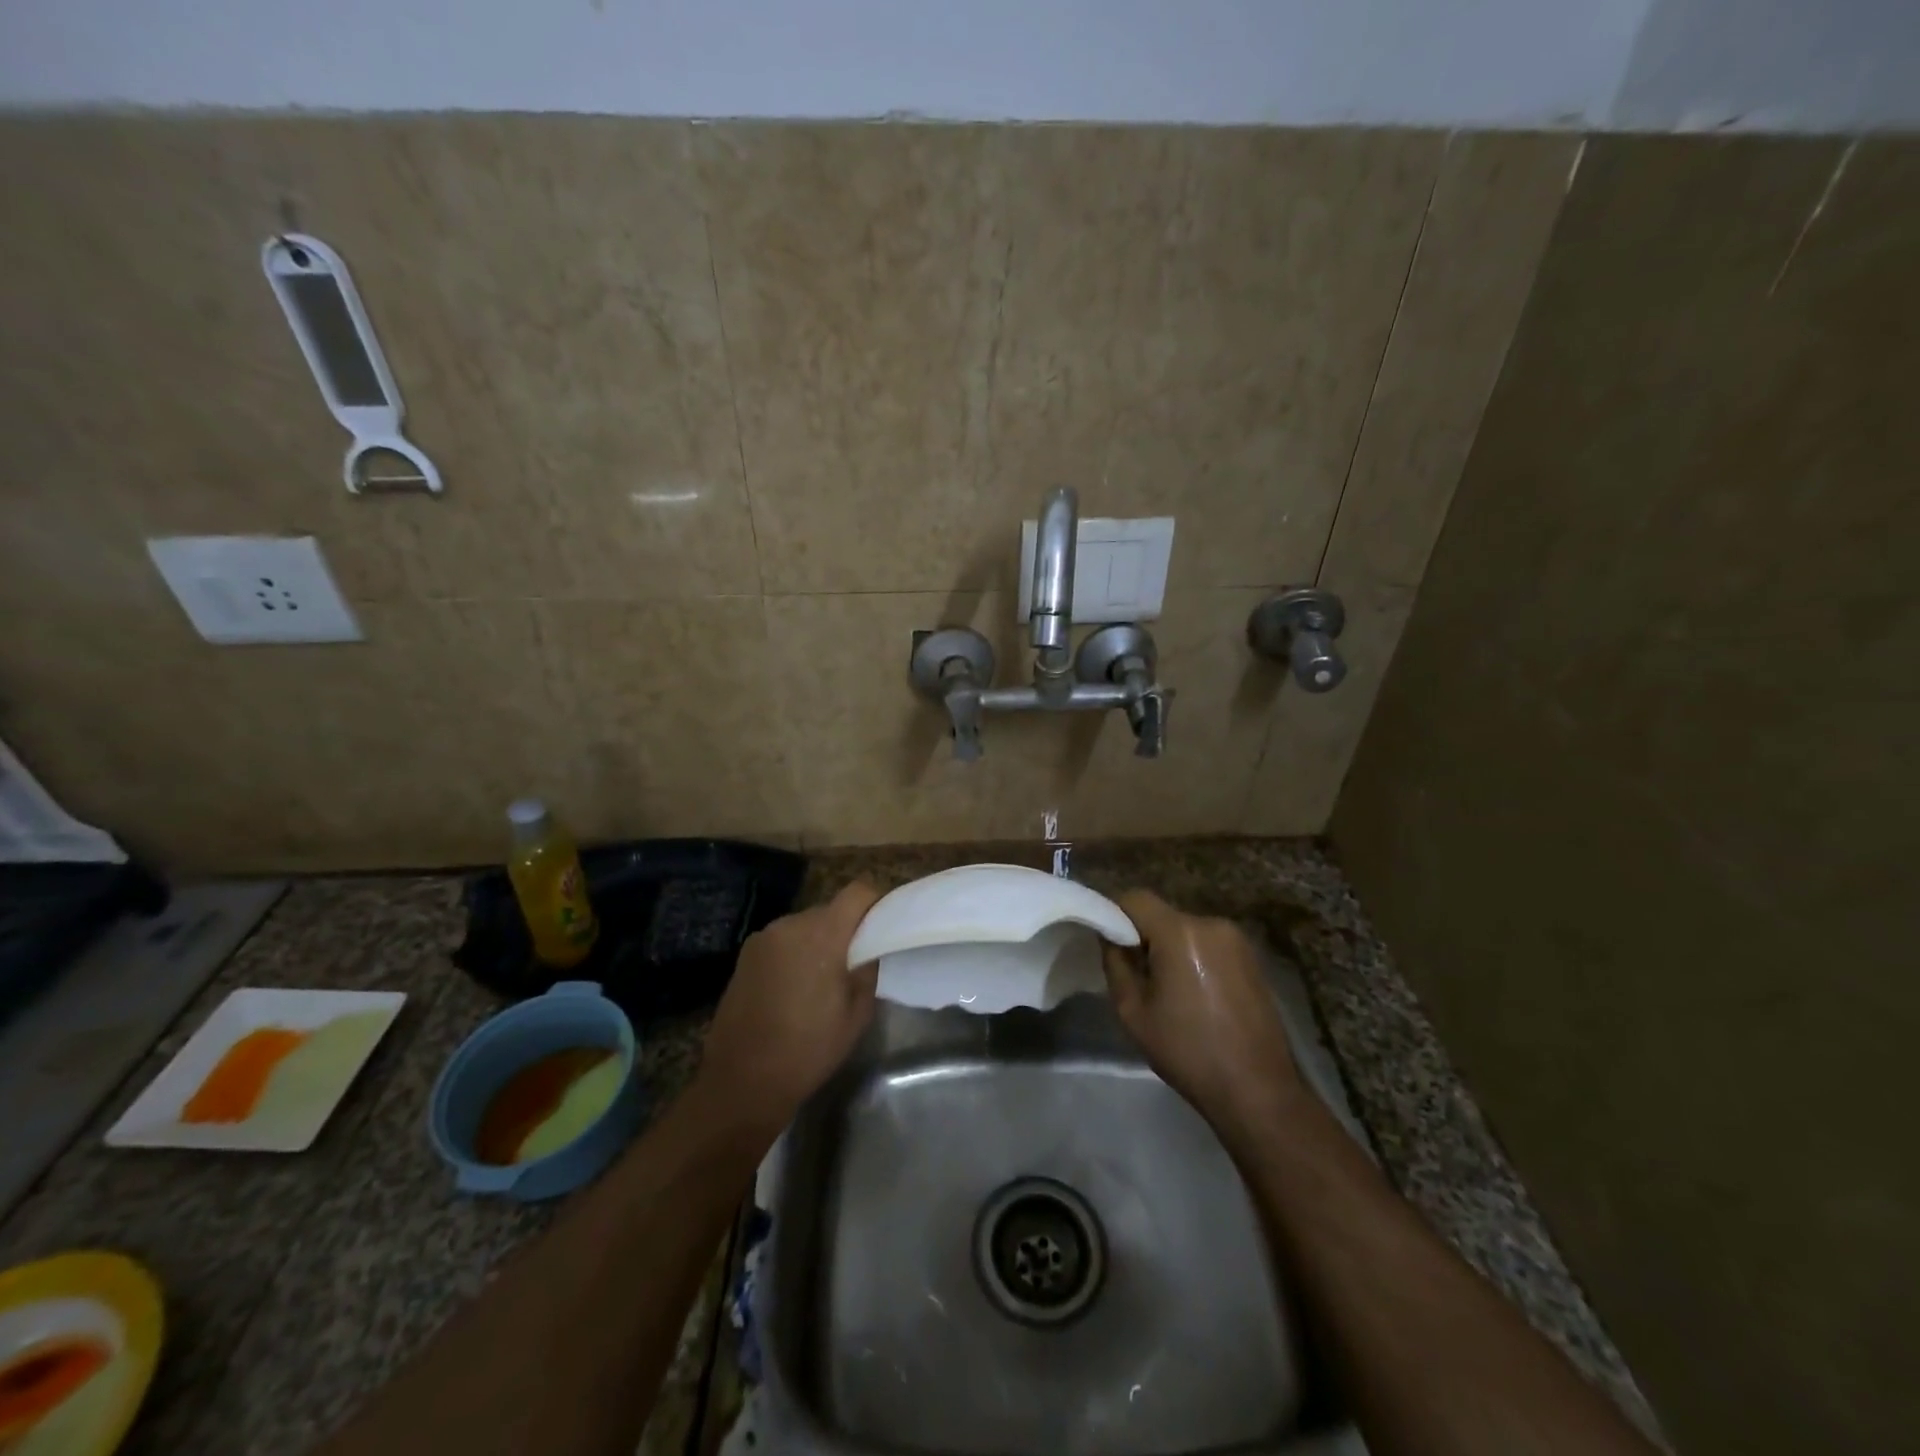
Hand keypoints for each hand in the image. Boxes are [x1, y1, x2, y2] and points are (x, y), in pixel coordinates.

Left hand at [695, 881, 881, 1131]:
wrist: (741, 1081)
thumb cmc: (808, 1049)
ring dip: (818, 943)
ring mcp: (762, 939)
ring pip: (804, 927)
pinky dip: (795, 955)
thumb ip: (868, 970)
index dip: (876, 903)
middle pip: (830, 910)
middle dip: (846, 929)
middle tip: (856, 962)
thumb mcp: (857, 1014)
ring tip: (822, 981)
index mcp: (822, 934)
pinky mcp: (744, 956)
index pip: (858, 892)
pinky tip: (794, 990)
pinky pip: (782, 943)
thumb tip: (870, 949)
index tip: (885, 926)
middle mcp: (790, 925)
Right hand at [1102, 890, 1304, 1137]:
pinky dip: (1193, 958)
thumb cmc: (1188, 1051)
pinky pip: (1208, 944)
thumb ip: (1115, 963)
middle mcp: (1211, 924)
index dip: (1115, 915)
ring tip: (1167, 991)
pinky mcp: (1252, 958)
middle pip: (1162, 915)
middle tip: (1135, 974)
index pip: (1135, 898)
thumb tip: (1111, 937)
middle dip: (1143, 936)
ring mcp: (1237, 940)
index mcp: (1180, 932)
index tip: (1108, 945)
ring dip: (1169, 948)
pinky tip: (1195, 996)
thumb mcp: (1132, 1012)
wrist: (1258, 1090)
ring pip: (1185, 930)